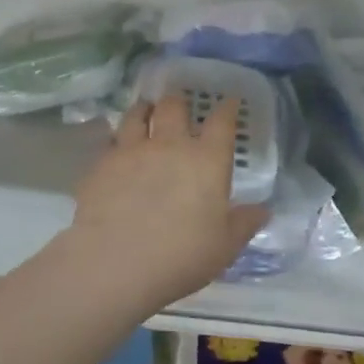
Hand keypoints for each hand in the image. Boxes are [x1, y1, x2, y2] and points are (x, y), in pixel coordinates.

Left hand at [66, 93, 268, 311]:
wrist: (114, 262)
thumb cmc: (181, 256)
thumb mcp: (224, 247)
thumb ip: (244, 224)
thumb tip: (263, 209)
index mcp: (206, 161)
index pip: (222, 122)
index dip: (227, 108)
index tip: (230, 101)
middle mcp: (169, 146)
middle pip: (174, 107)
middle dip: (179, 101)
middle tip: (179, 104)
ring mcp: (131, 151)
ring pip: (136, 115)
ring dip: (144, 109)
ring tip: (145, 110)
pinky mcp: (100, 165)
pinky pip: (110, 140)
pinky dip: (117, 137)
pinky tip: (116, 146)